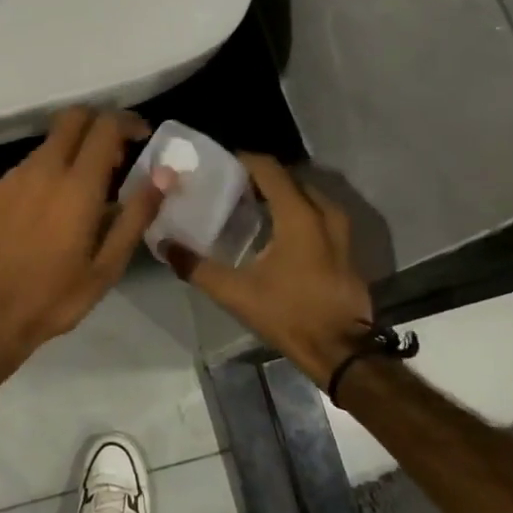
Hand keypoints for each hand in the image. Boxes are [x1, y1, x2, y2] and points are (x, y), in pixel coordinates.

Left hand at [0, 108, 168, 354]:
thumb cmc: (56, 296)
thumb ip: (137, 214)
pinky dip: (45, 175)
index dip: (128, 122)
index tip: (142, 136)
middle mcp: (43, 169)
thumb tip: (165, 174)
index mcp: (77, 185)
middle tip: (113, 156)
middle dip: (98, 123)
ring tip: (81, 193)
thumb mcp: (108, 265)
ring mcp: (12, 177)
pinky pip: (26, 168)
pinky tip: (46, 212)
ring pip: (48, 144)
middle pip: (72, 118)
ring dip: (71, 153)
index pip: (105, 126)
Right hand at [166, 154, 373, 384]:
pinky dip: (298, 212)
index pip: (269, 169)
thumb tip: (164, 245)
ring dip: (282, 195)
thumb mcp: (236, 293)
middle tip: (231, 185)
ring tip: (252, 205)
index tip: (220, 163)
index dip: (244, 160)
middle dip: (261, 176)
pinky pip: (319, 215)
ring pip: (308, 196)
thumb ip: (196, 267)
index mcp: (299, 215)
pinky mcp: (347, 250)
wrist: (341, 352)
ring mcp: (341, 232)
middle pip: (290, 179)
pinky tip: (277, 231)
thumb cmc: (289, 314)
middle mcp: (323, 214)